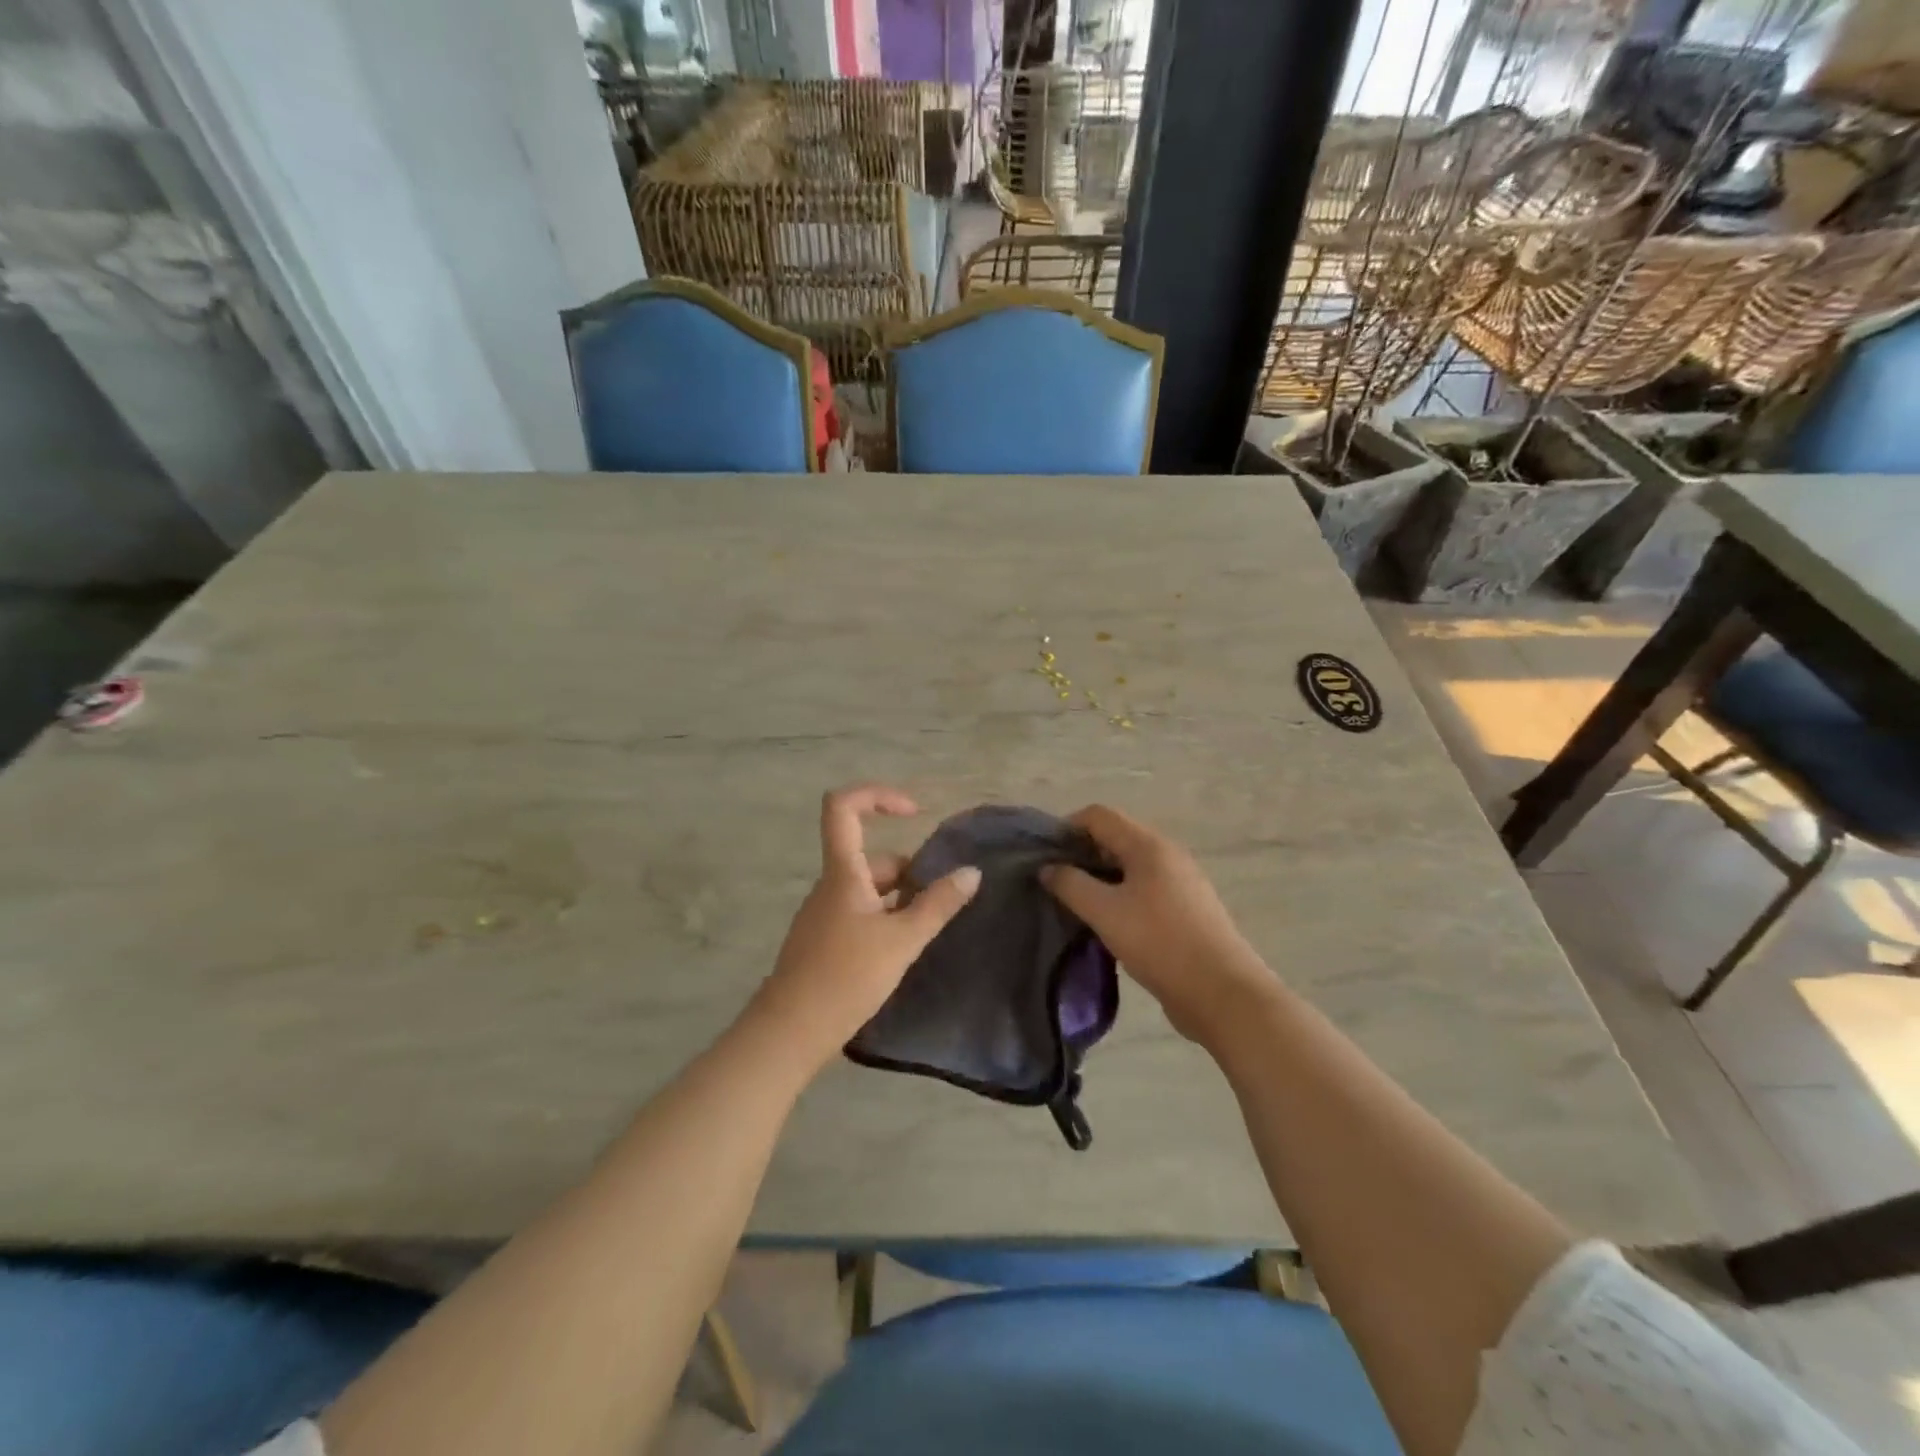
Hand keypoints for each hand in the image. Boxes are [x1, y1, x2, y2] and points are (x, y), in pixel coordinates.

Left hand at [747, 785, 980, 1071]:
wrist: (789, 1032)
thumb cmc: (845, 977)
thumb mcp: (902, 940)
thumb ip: (938, 905)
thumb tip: (971, 872)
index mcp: (843, 873)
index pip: (843, 807)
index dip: (877, 796)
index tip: (914, 812)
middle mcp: (830, 885)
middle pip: (870, 857)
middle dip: (909, 871)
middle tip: (938, 902)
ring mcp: (824, 914)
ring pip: (868, 888)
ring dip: (900, 899)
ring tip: (926, 931)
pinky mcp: (823, 940)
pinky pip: (859, 913)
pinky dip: (885, 919)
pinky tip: (902, 950)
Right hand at [1041, 805, 1274, 1045]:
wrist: (1222, 992)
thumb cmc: (1159, 942)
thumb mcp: (1104, 912)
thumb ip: (1071, 885)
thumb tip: (1048, 868)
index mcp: (1148, 845)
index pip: (1098, 816)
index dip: (1067, 828)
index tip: (1045, 858)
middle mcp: (1167, 854)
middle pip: (1115, 838)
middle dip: (1082, 855)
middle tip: (1056, 884)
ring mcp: (1180, 882)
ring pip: (1129, 867)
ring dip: (1100, 879)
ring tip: (1077, 906)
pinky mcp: (1186, 910)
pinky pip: (1144, 890)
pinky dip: (1120, 897)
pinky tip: (1108, 925)